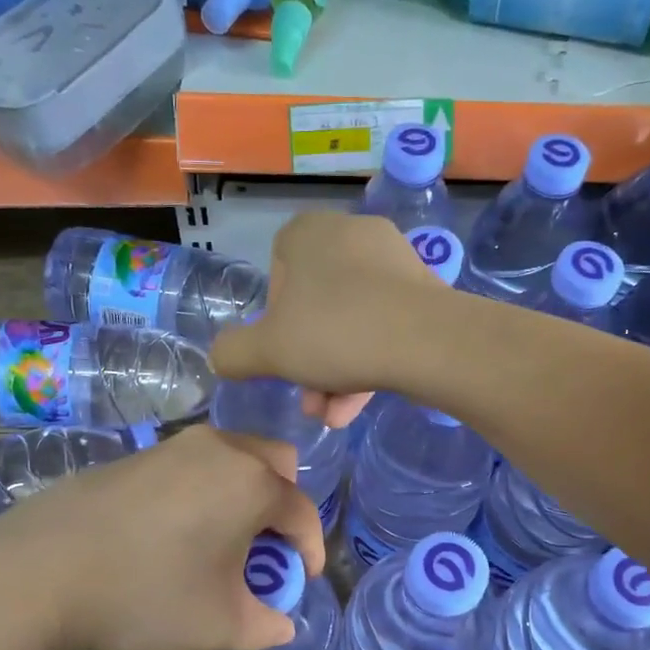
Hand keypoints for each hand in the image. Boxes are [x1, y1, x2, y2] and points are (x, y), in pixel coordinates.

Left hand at [0, 426, 325, 649]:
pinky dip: (205, 490)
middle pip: (276, 464)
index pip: (302, 512)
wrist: (40, 570)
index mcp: (251, 483)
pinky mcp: (137, 454)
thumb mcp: (218, 624)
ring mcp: (174, 446)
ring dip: (243, 495)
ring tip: (220, 542)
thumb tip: (282, 623)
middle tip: (265, 548)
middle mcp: (220, 449)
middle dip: (283, 506)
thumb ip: (265, 625)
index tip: (300, 581)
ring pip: (233, 458)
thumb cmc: (145, 594)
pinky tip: (174, 532)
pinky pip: (193, 465)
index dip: (309, 550)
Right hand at [211, 211, 449, 426]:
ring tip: (332, 416)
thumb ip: (234, 353)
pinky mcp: (424, 292)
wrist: (427, 342)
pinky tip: (356, 407)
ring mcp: (393, 262)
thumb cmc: (334, 333)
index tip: (280, 348)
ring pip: (351, 321)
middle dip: (308, 359)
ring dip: (335, 372)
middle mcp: (352, 235)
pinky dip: (367, 363)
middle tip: (308, 398)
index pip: (278, 268)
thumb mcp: (266, 351)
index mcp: (310, 233)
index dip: (274, 315)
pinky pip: (383, 326)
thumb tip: (222, 357)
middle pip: (317, 304)